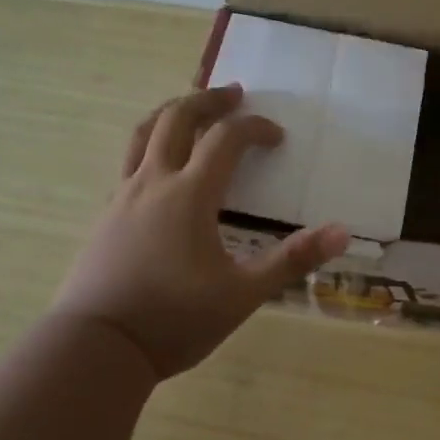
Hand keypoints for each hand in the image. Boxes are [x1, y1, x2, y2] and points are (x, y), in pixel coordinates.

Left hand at [50, 84, 349, 379]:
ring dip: (171, 112)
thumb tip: (342, 233)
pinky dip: (150, 145)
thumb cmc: (174, 320)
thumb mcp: (242, 295)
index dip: (255, 128)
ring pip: (143, 133)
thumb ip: (291, 261)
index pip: (226, 139)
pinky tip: (160, 167)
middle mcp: (153, 182)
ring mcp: (123, 197)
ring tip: (191, 107)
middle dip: (208, 99)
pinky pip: (129, 162)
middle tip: (234, 93)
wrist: (97, 347)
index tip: (277, 136)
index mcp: (190, 194)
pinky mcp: (106, 216)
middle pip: (177, 118)